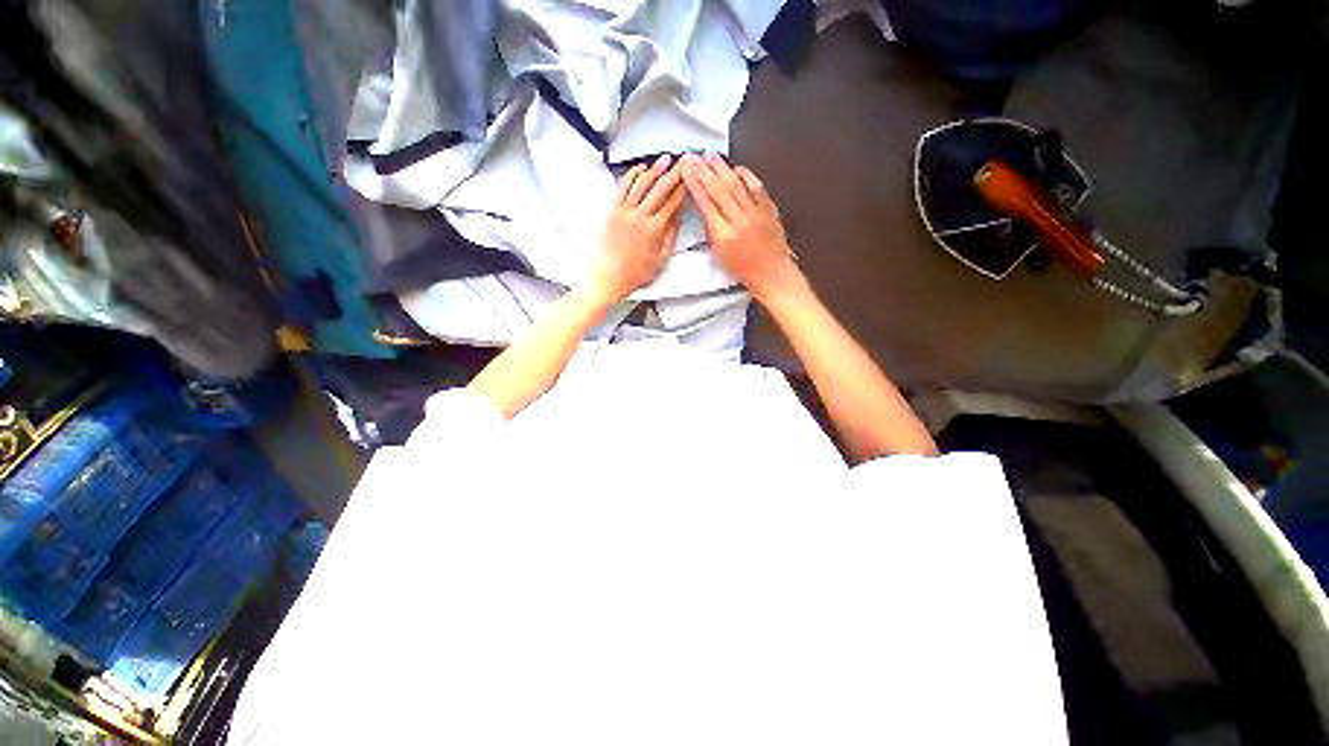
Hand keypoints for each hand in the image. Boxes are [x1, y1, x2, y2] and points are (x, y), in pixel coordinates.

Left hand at [589, 154, 685, 302]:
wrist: (608, 277)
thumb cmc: (633, 273)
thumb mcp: (660, 260)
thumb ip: (670, 237)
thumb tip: (677, 217)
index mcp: (654, 230)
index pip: (672, 203)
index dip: (683, 188)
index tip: (690, 178)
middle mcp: (639, 217)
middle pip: (660, 188)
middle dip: (674, 173)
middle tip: (682, 161)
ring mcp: (624, 212)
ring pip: (641, 183)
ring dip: (654, 169)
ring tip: (665, 159)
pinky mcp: (613, 211)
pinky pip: (623, 187)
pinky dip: (632, 175)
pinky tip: (640, 169)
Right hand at [680, 153, 802, 300]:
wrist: (771, 274)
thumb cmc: (745, 270)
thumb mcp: (719, 255)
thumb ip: (711, 231)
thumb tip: (705, 210)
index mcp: (724, 235)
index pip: (706, 204)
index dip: (695, 186)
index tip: (687, 173)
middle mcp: (740, 222)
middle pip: (719, 190)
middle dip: (705, 171)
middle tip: (695, 157)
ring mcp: (756, 214)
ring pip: (737, 185)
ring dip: (722, 169)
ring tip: (711, 156)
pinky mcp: (769, 211)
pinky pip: (757, 188)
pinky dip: (747, 176)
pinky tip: (738, 168)